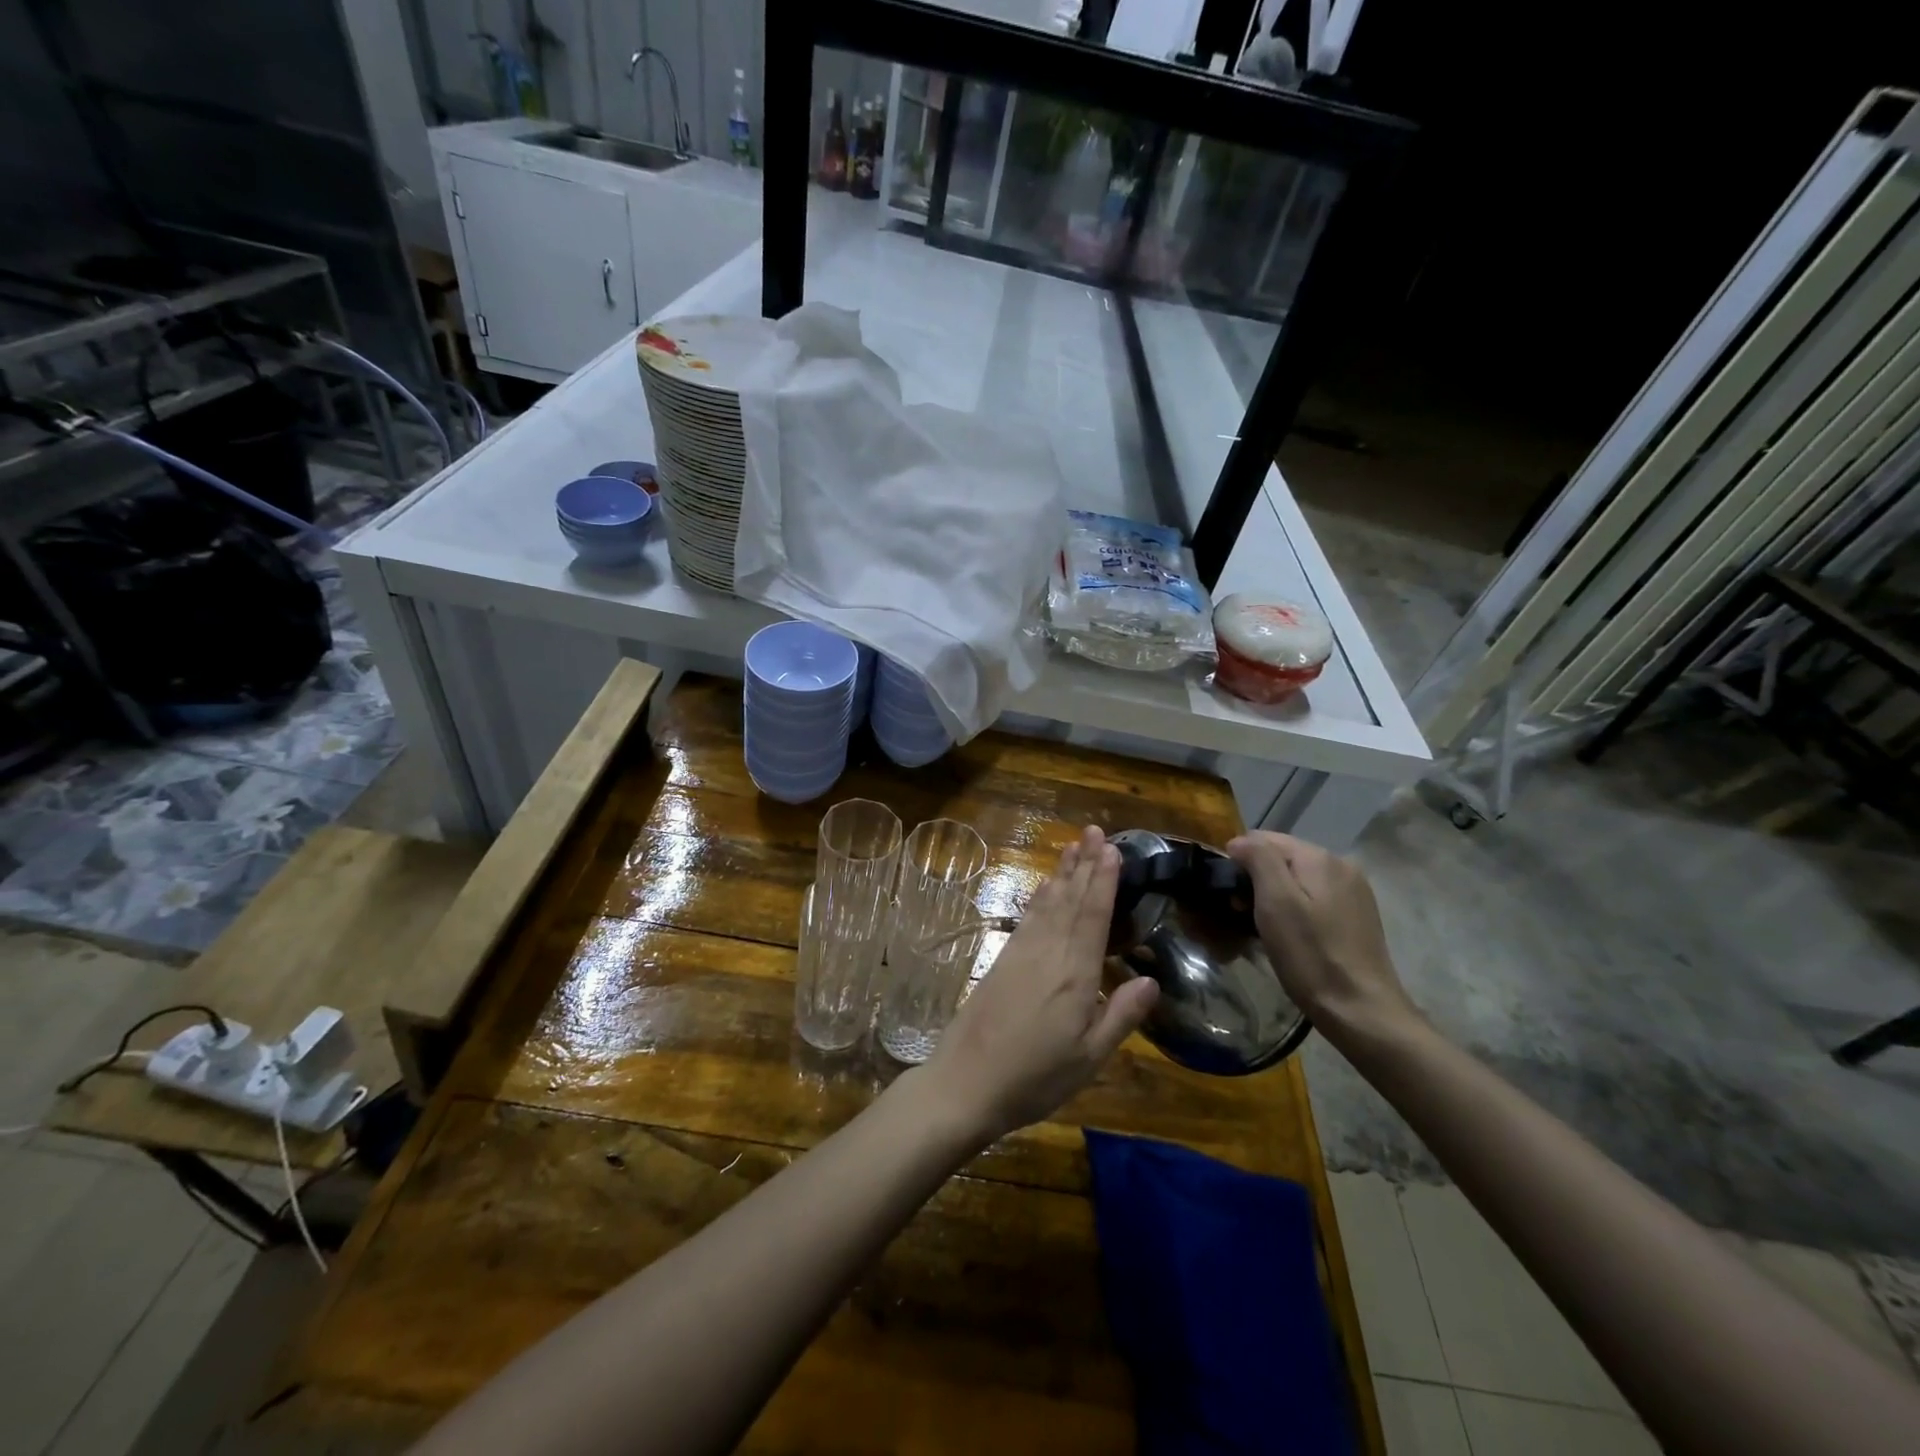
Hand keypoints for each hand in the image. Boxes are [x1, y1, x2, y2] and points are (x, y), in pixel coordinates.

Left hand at [920, 825, 1159, 1144]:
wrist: (964, 1083)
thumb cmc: (1034, 1078)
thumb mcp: (1088, 1059)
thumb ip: (1120, 1016)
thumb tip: (1151, 981)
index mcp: (1075, 975)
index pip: (1093, 916)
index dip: (1103, 880)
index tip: (1111, 848)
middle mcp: (1048, 953)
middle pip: (1070, 900)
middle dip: (1084, 864)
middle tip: (1094, 830)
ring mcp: (1020, 954)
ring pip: (1048, 904)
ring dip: (1062, 874)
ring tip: (1073, 846)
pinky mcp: (1002, 961)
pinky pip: (1027, 918)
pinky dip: (1039, 898)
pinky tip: (1044, 888)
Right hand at [1225, 831, 1418, 1045]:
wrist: (1360, 1011)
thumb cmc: (1310, 955)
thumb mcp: (1276, 902)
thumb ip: (1259, 859)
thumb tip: (1241, 841)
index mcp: (1320, 857)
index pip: (1264, 839)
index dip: (1239, 861)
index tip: (1228, 895)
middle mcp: (1341, 865)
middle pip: (1283, 858)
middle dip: (1257, 878)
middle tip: (1241, 914)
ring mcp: (1353, 892)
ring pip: (1298, 879)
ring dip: (1274, 895)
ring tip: (1261, 927)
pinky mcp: (1357, 916)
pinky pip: (1314, 898)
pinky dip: (1295, 909)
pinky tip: (1290, 935)